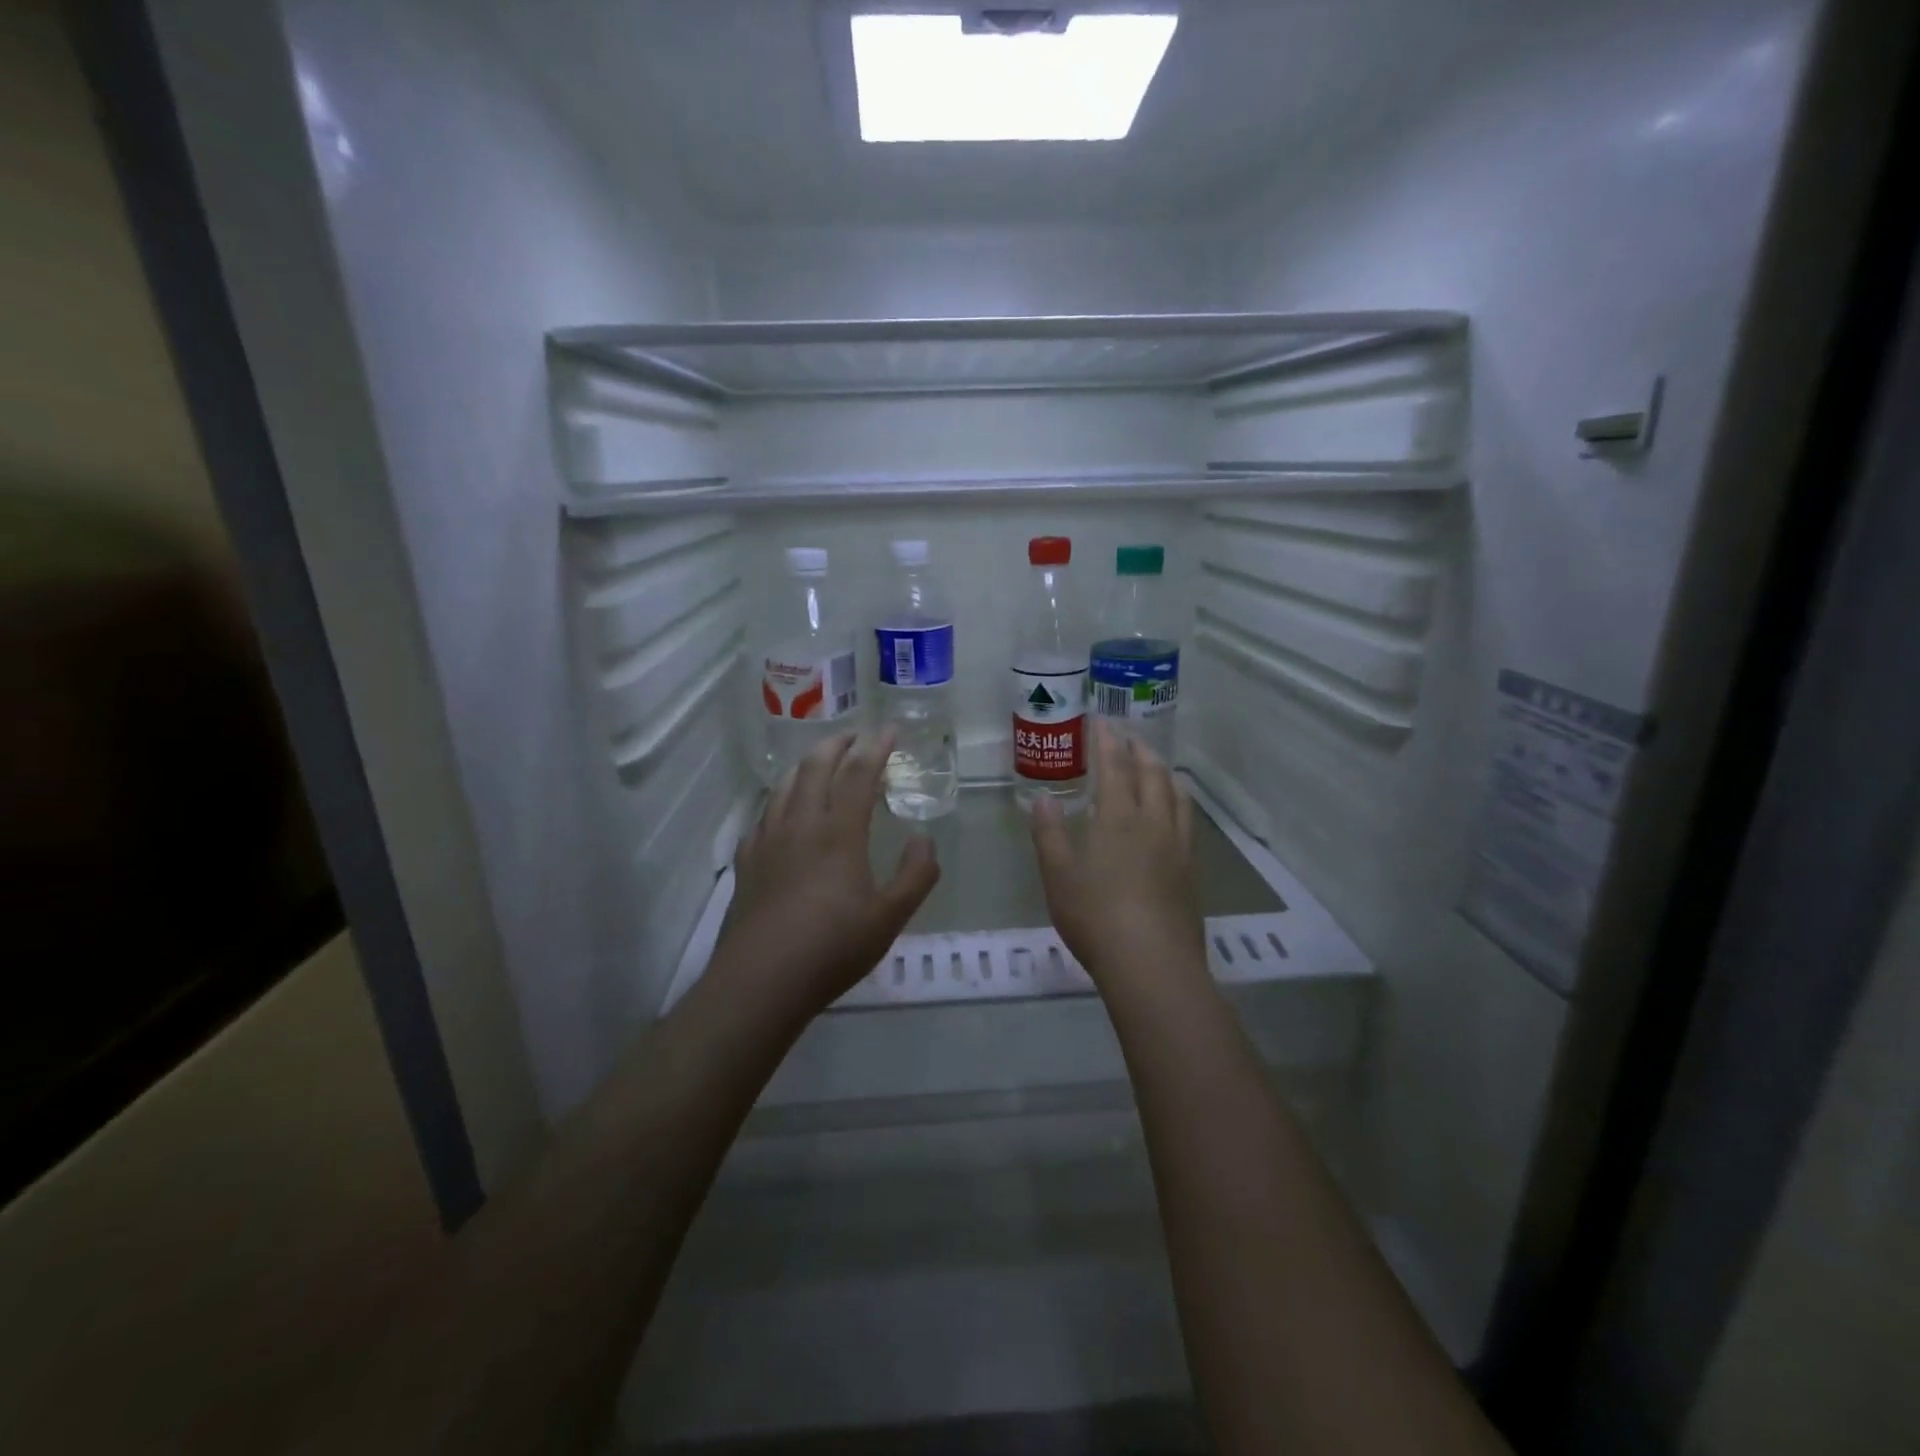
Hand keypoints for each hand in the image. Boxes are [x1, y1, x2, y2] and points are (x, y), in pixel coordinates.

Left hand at [711, 729, 939, 1015]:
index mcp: (838, 832)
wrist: (760, 981)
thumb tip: (925, 839)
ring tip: (819, 764)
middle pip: (815, 767)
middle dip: (837, 744)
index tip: (890, 729)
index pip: (859, 773)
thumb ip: (916, 875)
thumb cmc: (832, 948)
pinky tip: (782, 814)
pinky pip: (763, 816)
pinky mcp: (746, 861)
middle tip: (854, 737)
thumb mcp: (890, 917)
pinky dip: (779, 800)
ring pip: (784, 786)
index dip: (877, 747)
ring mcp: (767, 841)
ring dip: (805, 766)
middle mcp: (800, 824)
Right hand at [1031, 721, 1205, 992]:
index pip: (1114, 768)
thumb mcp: (1058, 876)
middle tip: (1130, 737)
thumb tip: (1042, 798)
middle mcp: (1152, 823)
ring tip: (1157, 765)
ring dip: (1164, 772)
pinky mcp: (1191, 870)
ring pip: (1176, 795)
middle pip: (1151, 775)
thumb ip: (1049, 834)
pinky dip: (1179, 801)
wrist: (1152, 964)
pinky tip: (1174, 812)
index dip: (1108, 742)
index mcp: (1117, 819)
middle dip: (1140, 751)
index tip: (1103, 721)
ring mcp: (1177, 847)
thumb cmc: (1095, 917)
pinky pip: (1187, 821)